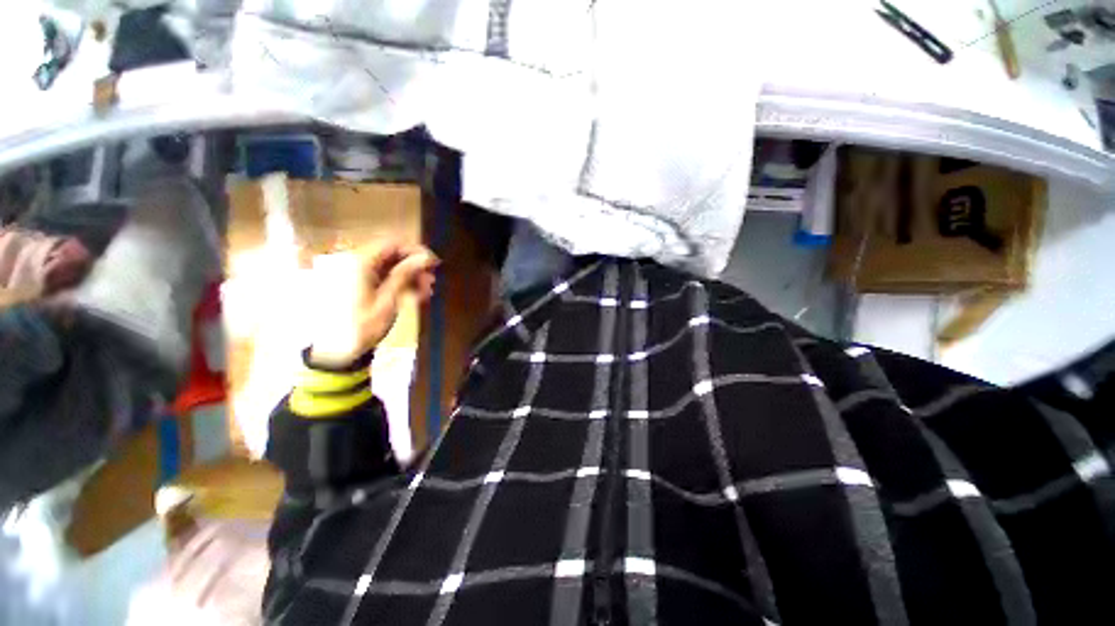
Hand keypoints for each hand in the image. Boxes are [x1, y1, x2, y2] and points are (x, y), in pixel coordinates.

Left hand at [308, 240, 438, 367]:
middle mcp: (357, 263)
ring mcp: (357, 274)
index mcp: (360, 263)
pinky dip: (401, 283)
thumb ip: (405, 275)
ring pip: (391, 266)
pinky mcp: (359, 285)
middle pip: (392, 254)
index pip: (392, 243)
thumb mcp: (387, 301)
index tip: (434, 264)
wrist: (335, 352)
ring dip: (411, 276)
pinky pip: (384, 276)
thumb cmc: (362, 327)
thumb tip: (425, 258)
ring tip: (426, 292)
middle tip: (432, 282)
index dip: (416, 250)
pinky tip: (415, 296)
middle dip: (415, 266)